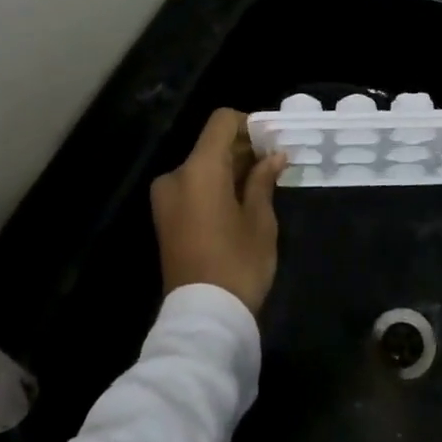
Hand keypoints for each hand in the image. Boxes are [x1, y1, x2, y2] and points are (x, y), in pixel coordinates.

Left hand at [150, 109, 287, 314]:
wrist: (203, 319)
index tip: (272, 142)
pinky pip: (193, 187)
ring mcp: (166, 199)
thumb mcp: (260, 219)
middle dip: (243, 149)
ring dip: (230, 169)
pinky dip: (216, 186)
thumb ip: (263, 180)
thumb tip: (274, 156)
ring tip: (262, 185)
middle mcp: (176, 176)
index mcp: (198, 170)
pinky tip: (241, 202)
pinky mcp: (166, 219)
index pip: (222, 122)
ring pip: (203, 167)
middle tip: (274, 164)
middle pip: (212, 144)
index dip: (249, 124)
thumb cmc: (238, 263)